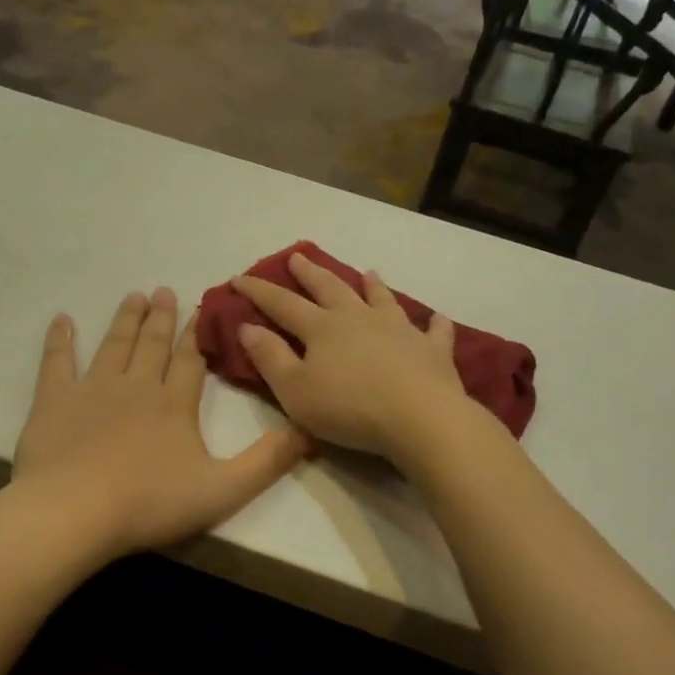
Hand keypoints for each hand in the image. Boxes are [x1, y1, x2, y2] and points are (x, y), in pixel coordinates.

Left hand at [12, 288, 309, 559]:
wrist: (74, 511)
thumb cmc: (149, 503)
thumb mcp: (223, 490)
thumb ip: (266, 462)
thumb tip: (309, 431)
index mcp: (174, 404)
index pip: (191, 361)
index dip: (198, 334)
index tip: (202, 308)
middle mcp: (136, 386)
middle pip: (152, 344)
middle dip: (162, 317)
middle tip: (164, 291)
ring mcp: (92, 389)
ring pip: (113, 344)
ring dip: (125, 319)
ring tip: (134, 296)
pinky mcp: (54, 401)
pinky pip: (57, 361)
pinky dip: (60, 339)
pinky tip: (62, 320)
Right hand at [233, 253, 471, 462]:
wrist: (419, 417)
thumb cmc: (349, 407)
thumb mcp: (294, 389)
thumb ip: (269, 357)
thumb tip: (247, 327)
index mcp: (322, 328)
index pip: (282, 304)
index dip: (259, 291)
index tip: (239, 278)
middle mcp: (359, 318)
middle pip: (330, 289)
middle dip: (311, 274)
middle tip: (297, 257)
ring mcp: (400, 330)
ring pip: (382, 300)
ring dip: (372, 286)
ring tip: (369, 273)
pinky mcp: (432, 350)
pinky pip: (433, 331)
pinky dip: (433, 323)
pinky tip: (436, 319)